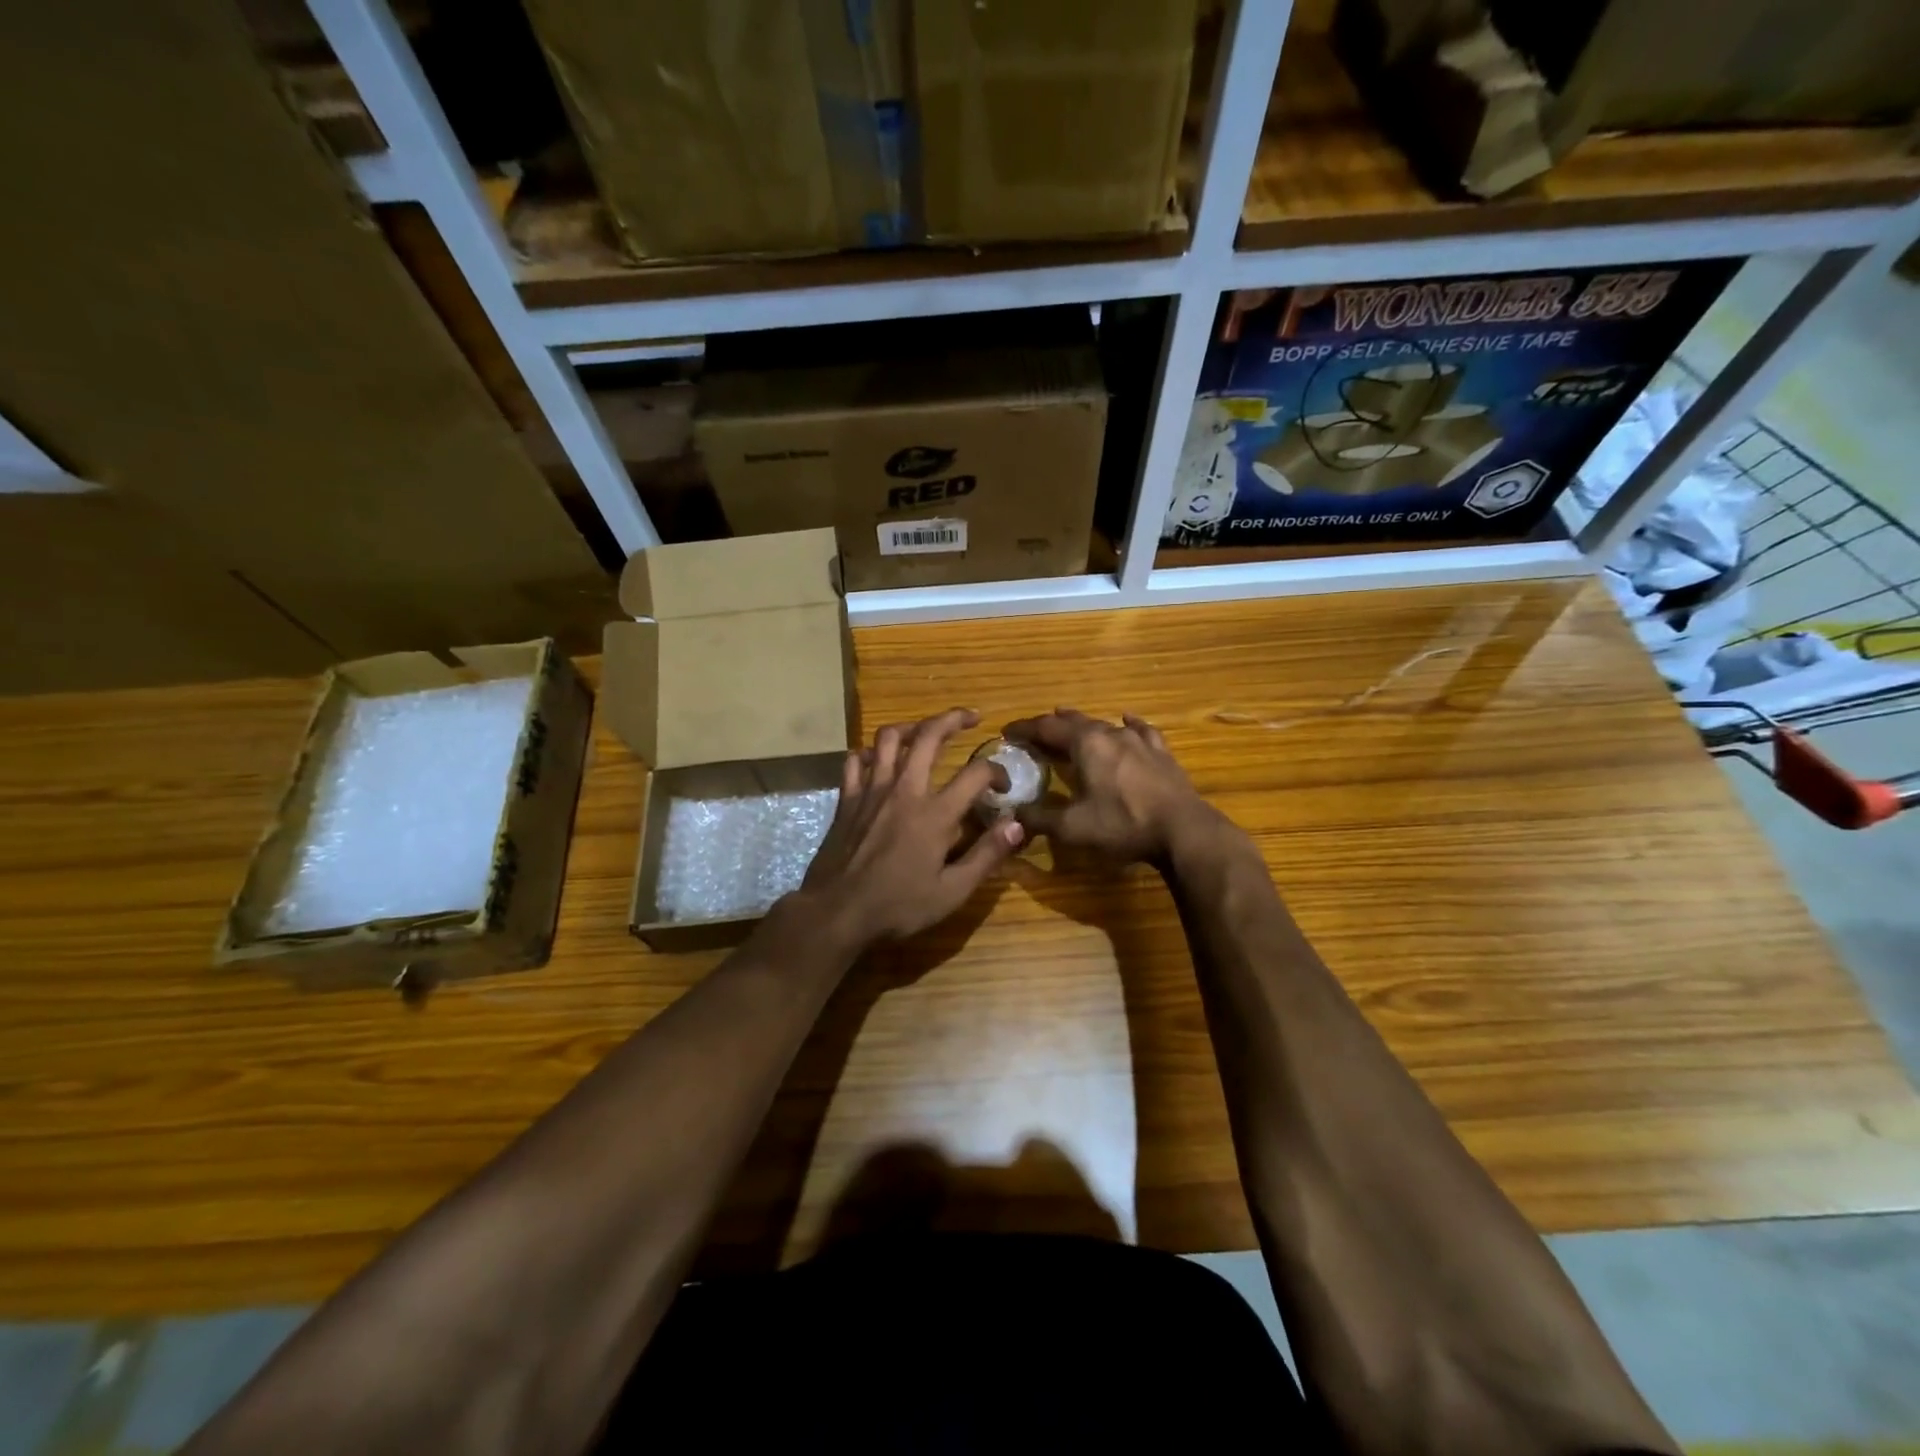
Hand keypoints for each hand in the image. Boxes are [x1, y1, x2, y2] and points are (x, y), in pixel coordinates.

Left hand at [798, 708, 1022, 946]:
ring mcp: (871, 790)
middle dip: (953, 719)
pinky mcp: (847, 798)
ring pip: (889, 738)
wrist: (837, 912)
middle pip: (929, 735)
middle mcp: (904, 790)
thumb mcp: (951, 892)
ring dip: (911, 727)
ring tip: (924, 731)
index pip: (976, 773)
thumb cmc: (897, 906)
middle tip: (970, 717)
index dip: (996, 771)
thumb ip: (986, 855)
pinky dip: (869, 753)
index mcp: (935, 814)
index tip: (1003, 785)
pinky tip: (878, 760)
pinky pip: (855, 760)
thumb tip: (1017, 825)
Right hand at [1003, 708, 1223, 865]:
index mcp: (1086, 744)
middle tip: (1034, 733)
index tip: (1006, 732)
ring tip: (1070, 722)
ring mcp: (1139, 740)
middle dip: (1051, 726)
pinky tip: (1126, 721)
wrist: (1183, 830)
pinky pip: (1140, 730)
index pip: (1046, 728)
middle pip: (1074, 722)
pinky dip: (1126, 725)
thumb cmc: (1123, 824)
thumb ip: (1040, 819)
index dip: (1024, 729)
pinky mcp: (1161, 752)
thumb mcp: (1073, 828)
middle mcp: (1110, 733)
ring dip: (1083, 725)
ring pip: (1104, 724)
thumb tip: (1013, 814)